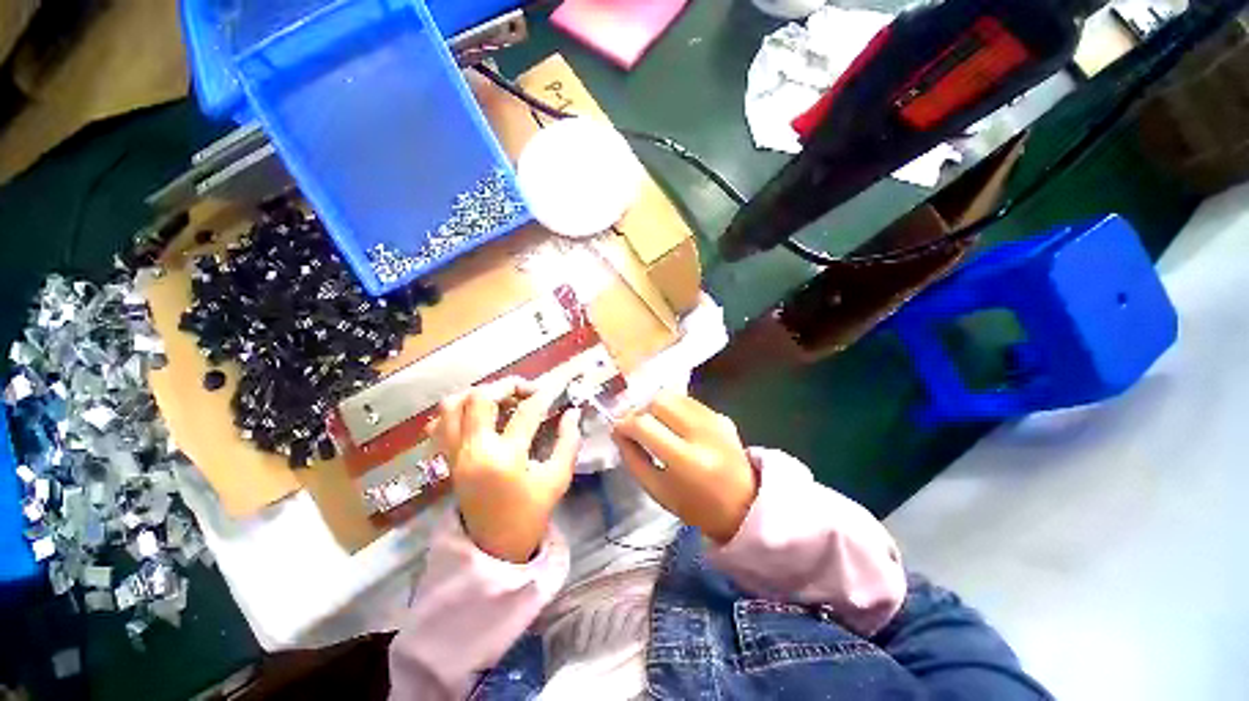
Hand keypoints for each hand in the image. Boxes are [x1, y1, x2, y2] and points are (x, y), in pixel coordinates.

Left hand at [435, 378, 581, 563]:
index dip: (544, 396)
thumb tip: (572, 412)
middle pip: (480, 398)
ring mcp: (455, 454)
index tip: (554, 390)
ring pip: (452, 405)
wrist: (494, 546)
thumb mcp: (558, 479)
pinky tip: (476, 415)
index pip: (526, 412)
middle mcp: (474, 450)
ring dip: (478, 394)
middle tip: (526, 390)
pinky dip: (455, 411)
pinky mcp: (447, 459)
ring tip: (501, 399)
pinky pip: (439, 425)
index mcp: (505, 458)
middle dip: (507, 385)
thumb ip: (568, 442)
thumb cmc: (531, 513)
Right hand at [611, 390, 758, 543]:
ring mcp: (714, 420)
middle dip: (640, 410)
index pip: (644, 425)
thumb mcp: (657, 491)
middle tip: (636, 427)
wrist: (744, 504)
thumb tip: (618, 432)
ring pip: (672, 395)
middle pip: (659, 401)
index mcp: (686, 460)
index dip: (624, 424)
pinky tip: (673, 425)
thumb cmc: (696, 506)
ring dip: (655, 407)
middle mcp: (702, 433)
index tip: (617, 430)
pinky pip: (687, 401)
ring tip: (654, 425)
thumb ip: (633, 459)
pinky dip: (673, 408)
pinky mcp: (721, 415)